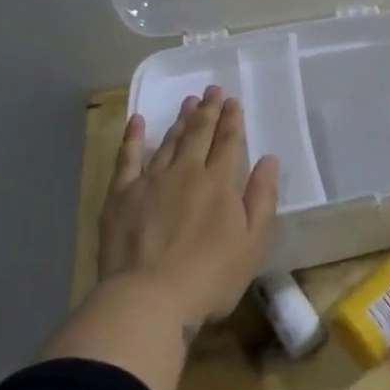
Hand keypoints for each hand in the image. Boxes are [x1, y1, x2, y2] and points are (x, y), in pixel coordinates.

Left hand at [96, 86, 279, 331]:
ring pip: (168, 141)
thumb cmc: (210, 277)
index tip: (233, 101)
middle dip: (208, 110)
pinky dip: (132, 137)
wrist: (149, 299)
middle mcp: (186, 172)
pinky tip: (137, 121)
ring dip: (180, 120)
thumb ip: (262, 198)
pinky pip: (127, 158)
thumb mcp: (253, 243)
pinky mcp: (121, 195)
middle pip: (199, 134)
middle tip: (212, 90)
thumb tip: (269, 160)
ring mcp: (151, 181)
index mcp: (220, 183)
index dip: (232, 120)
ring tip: (188, 103)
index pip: (228, 142)